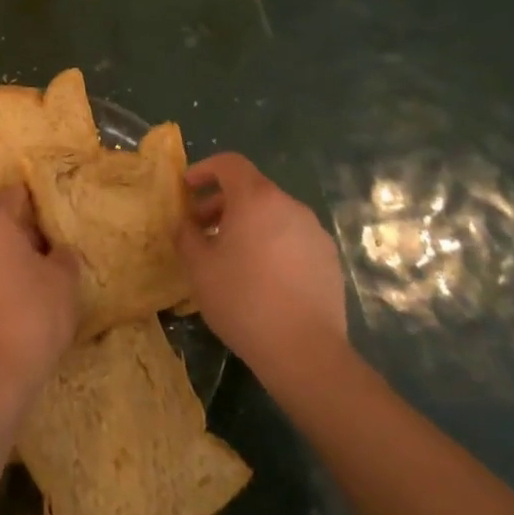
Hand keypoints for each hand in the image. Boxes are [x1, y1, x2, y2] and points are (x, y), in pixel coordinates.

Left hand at [0, 184, 80, 407]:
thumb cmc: (30, 315)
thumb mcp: (64, 280)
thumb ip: (63, 254)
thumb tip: (56, 251)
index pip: (15, 194)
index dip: (37, 208)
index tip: (54, 229)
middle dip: (16, 231)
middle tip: (43, 256)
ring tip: (25, 282)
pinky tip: (3, 303)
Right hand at [176, 153, 348, 397]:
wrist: (305, 352)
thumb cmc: (244, 300)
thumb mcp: (199, 267)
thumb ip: (186, 235)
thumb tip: (185, 224)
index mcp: (256, 198)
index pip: (229, 163)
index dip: (205, 169)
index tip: (187, 188)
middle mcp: (288, 205)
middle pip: (251, 189)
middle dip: (222, 203)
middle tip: (201, 230)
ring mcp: (313, 231)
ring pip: (273, 214)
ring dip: (248, 225)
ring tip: (231, 257)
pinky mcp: (328, 259)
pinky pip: (292, 238)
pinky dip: (272, 244)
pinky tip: (263, 279)